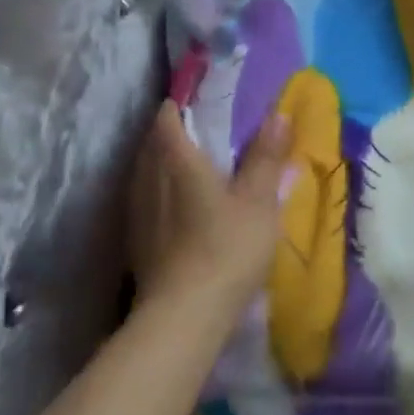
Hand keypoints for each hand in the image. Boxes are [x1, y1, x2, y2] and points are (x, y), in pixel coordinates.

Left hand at [126, 101, 291, 314]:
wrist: (184, 316)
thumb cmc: (227, 247)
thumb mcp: (259, 200)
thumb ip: (266, 156)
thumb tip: (278, 113)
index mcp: (176, 159)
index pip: (168, 115)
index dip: (183, 102)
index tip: (205, 99)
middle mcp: (147, 178)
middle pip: (154, 141)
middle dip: (175, 132)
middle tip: (207, 132)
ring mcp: (136, 211)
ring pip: (146, 171)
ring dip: (165, 163)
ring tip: (194, 167)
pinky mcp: (135, 239)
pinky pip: (145, 199)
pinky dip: (161, 192)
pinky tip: (180, 207)